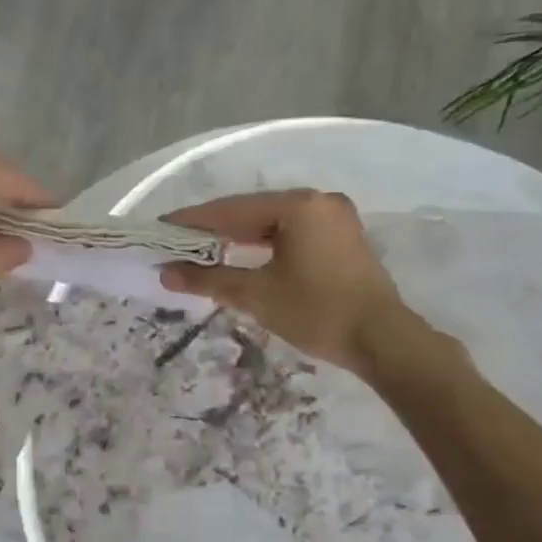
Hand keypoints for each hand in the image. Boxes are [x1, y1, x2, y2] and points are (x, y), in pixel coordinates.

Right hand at [159, 189, 437, 373]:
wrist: (381, 340)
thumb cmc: (317, 312)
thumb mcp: (257, 296)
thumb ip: (210, 279)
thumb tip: (167, 273)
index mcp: (298, 206)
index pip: (231, 209)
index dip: (192, 221)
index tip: (160, 227)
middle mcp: (318, 201)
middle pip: (252, 211)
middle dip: (213, 228)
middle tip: (176, 241)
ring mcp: (334, 218)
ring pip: (271, 222)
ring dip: (237, 237)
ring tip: (201, 249)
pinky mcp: (341, 238)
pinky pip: (290, 232)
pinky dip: (263, 244)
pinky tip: (241, 254)